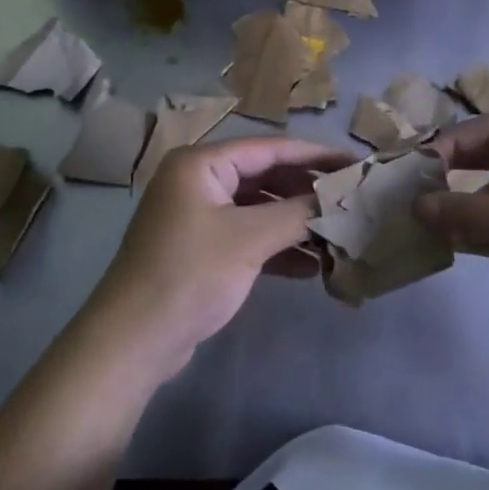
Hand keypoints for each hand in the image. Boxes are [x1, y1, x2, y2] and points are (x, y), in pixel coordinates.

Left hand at [81, 136, 352, 380]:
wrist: (133, 341)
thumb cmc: (189, 275)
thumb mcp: (248, 240)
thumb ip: (297, 214)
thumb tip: (340, 200)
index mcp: (201, 164)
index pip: (270, 148)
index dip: (315, 155)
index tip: (355, 163)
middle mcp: (198, 181)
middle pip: (265, 176)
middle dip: (307, 192)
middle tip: (351, 201)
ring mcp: (199, 216)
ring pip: (259, 209)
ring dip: (295, 223)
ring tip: (339, 235)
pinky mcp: (202, 249)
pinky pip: (248, 237)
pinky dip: (277, 248)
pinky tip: (313, 266)